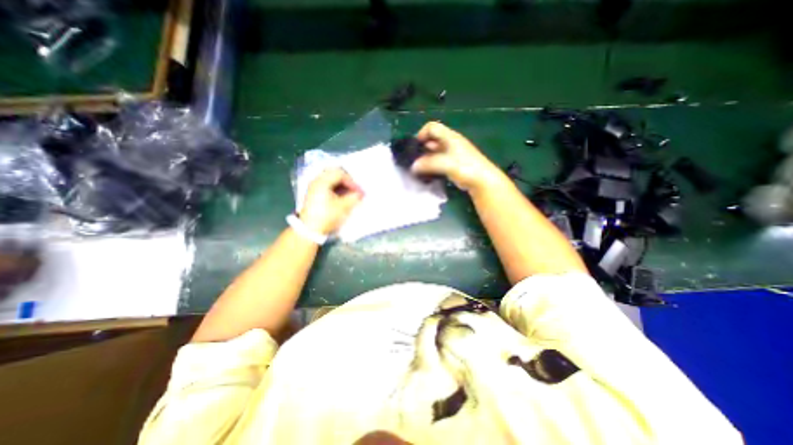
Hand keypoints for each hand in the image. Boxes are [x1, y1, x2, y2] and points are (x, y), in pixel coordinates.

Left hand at [299, 166, 362, 236]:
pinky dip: (337, 189)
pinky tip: (343, 196)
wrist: (309, 230)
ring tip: (350, 194)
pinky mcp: (314, 194)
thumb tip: (361, 193)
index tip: (359, 191)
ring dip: (342, 185)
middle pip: (334, 174)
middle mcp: (316, 181)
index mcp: (322, 181)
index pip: (340, 174)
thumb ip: (354, 197)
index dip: (352, 181)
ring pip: (331, 180)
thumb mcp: (343, 207)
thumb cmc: (327, 216)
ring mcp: (314, 187)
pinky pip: (327, 186)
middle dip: (347, 181)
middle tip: (355, 189)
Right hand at [413, 121, 503, 192]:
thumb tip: (413, 166)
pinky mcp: (452, 164)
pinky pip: (438, 161)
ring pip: (434, 151)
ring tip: (418, 168)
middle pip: (432, 139)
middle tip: (413, 159)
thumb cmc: (465, 168)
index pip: (432, 127)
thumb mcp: (445, 163)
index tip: (415, 147)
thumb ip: (428, 163)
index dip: (421, 134)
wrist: (482, 181)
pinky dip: (431, 165)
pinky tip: (427, 173)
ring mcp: (451, 154)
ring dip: (425, 158)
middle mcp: (450, 142)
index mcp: (449, 137)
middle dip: (422, 147)